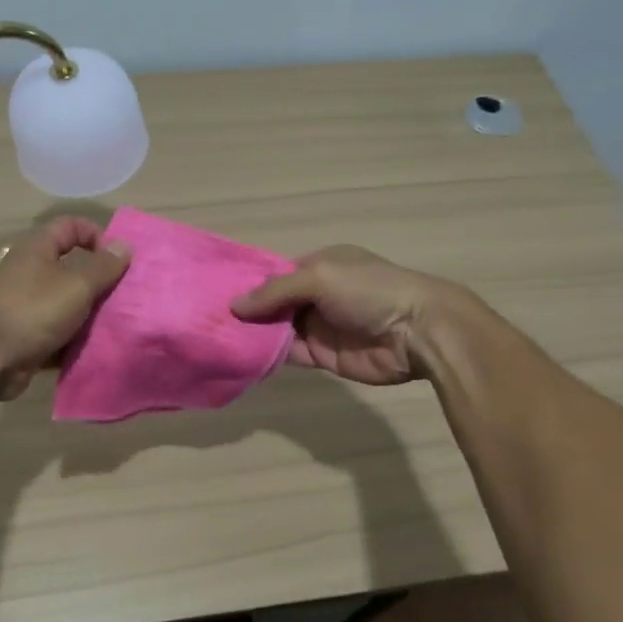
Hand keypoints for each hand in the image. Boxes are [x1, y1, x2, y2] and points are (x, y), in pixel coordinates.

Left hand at [0, 217, 130, 382]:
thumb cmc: (32, 310)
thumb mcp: (76, 284)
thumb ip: (103, 266)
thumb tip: (123, 246)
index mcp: (38, 249)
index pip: (72, 226)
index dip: (97, 235)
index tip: (120, 260)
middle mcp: (32, 273)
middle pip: (74, 268)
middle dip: (101, 282)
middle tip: (128, 297)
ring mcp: (29, 307)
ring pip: (70, 305)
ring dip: (93, 315)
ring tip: (121, 325)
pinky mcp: (29, 337)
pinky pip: (61, 334)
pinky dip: (77, 341)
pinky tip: (100, 349)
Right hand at [231, 245, 462, 384]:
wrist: (417, 333)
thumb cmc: (369, 291)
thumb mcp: (320, 276)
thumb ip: (275, 291)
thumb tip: (234, 306)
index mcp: (319, 265)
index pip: (275, 274)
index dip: (248, 283)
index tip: (213, 291)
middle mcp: (316, 294)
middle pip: (272, 303)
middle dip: (245, 310)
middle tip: (205, 319)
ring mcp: (318, 326)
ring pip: (276, 329)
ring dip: (253, 333)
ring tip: (213, 338)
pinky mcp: (321, 356)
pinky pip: (288, 354)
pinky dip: (267, 355)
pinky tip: (240, 355)